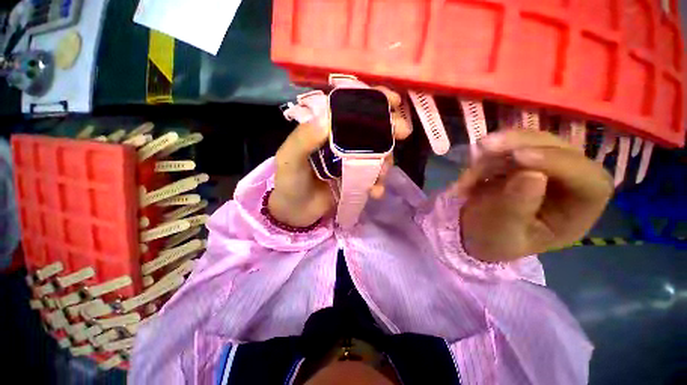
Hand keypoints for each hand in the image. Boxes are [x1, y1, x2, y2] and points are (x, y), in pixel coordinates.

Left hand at [268, 88, 411, 226]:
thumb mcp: (290, 159)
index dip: (372, 102)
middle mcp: (341, 143)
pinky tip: (375, 191)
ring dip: (386, 160)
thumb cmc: (289, 183)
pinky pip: (372, 178)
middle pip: (370, 130)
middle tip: (404, 132)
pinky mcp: (356, 180)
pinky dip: (378, 183)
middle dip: (389, 129)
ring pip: (376, 154)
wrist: (294, 212)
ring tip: (383, 173)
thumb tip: (327, 117)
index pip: (350, 109)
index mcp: (325, 131)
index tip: (393, 101)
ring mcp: (351, 162)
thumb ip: (303, 140)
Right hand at [455, 131, 613, 261]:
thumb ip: (516, 208)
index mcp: (578, 212)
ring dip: (494, 153)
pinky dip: (482, 158)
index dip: (559, 163)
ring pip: (530, 141)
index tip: (518, 156)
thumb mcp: (502, 233)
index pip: (589, 181)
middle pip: (560, 149)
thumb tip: (532, 175)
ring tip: (466, 176)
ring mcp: (545, 167)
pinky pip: (506, 146)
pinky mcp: (521, 159)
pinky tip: (467, 178)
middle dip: (521, 144)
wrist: (473, 231)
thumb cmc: (492, 240)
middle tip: (484, 146)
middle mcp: (569, 183)